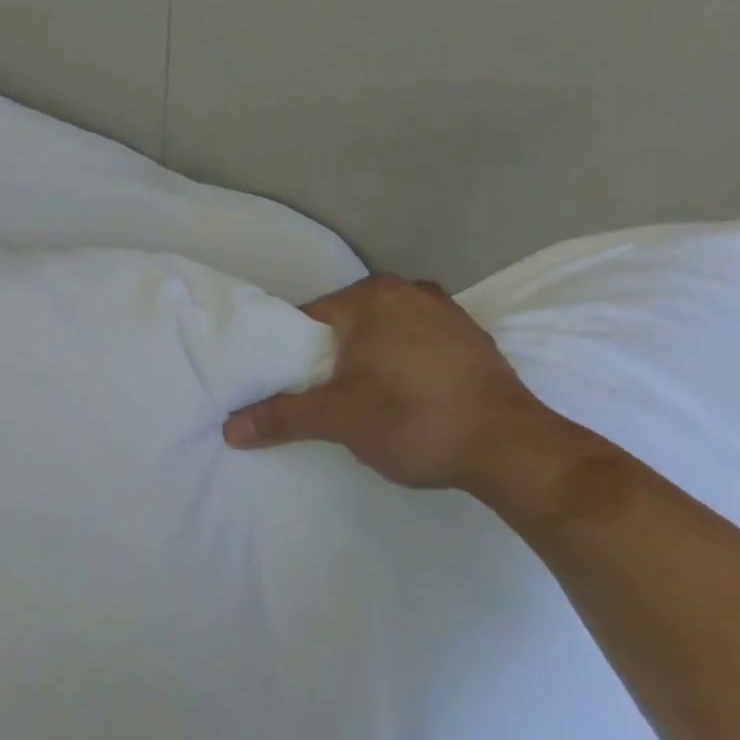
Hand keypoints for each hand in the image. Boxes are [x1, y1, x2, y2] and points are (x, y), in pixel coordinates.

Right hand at [223, 274, 558, 493]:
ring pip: (386, 334)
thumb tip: (229, 429)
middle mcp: (409, 291)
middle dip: (331, 358)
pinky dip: (404, 365)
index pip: (308, 318)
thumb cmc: (412, 419)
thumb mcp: (337, 419)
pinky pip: (420, 346)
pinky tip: (405, 398)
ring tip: (360, 401)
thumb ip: (281, 417)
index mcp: (371, 296)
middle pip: (348, 324)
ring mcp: (448, 313)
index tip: (283, 386)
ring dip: (369, 361)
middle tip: (318, 398)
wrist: (511, 448)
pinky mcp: (474, 341)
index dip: (290, 354)